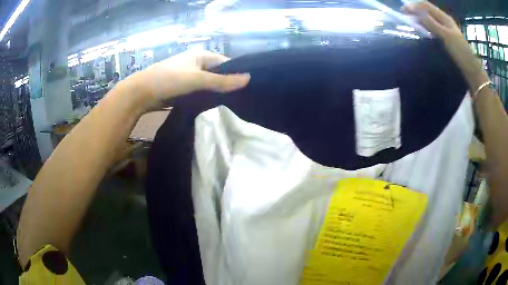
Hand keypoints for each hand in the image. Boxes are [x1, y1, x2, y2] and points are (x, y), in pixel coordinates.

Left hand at [121, 50, 250, 111]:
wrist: (141, 93)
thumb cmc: (169, 80)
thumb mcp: (197, 79)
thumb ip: (222, 81)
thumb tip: (248, 79)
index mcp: (201, 55)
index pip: (226, 63)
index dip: (237, 73)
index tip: (247, 88)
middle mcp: (197, 63)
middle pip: (218, 74)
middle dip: (227, 85)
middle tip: (240, 99)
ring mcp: (189, 76)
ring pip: (209, 85)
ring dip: (217, 93)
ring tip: (231, 105)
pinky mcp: (183, 89)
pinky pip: (200, 92)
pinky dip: (206, 98)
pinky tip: (214, 107)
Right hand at [402, 1, 489, 90]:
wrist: (471, 69)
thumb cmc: (461, 51)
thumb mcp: (446, 36)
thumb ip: (432, 23)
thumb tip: (416, 13)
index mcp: (445, 17)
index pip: (426, 5)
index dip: (414, 5)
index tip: (403, 10)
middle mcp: (444, 21)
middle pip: (427, 11)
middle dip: (415, 10)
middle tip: (404, 14)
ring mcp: (445, 29)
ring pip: (429, 19)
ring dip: (419, 18)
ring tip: (410, 21)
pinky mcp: (446, 38)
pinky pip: (433, 28)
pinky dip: (425, 26)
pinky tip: (421, 29)